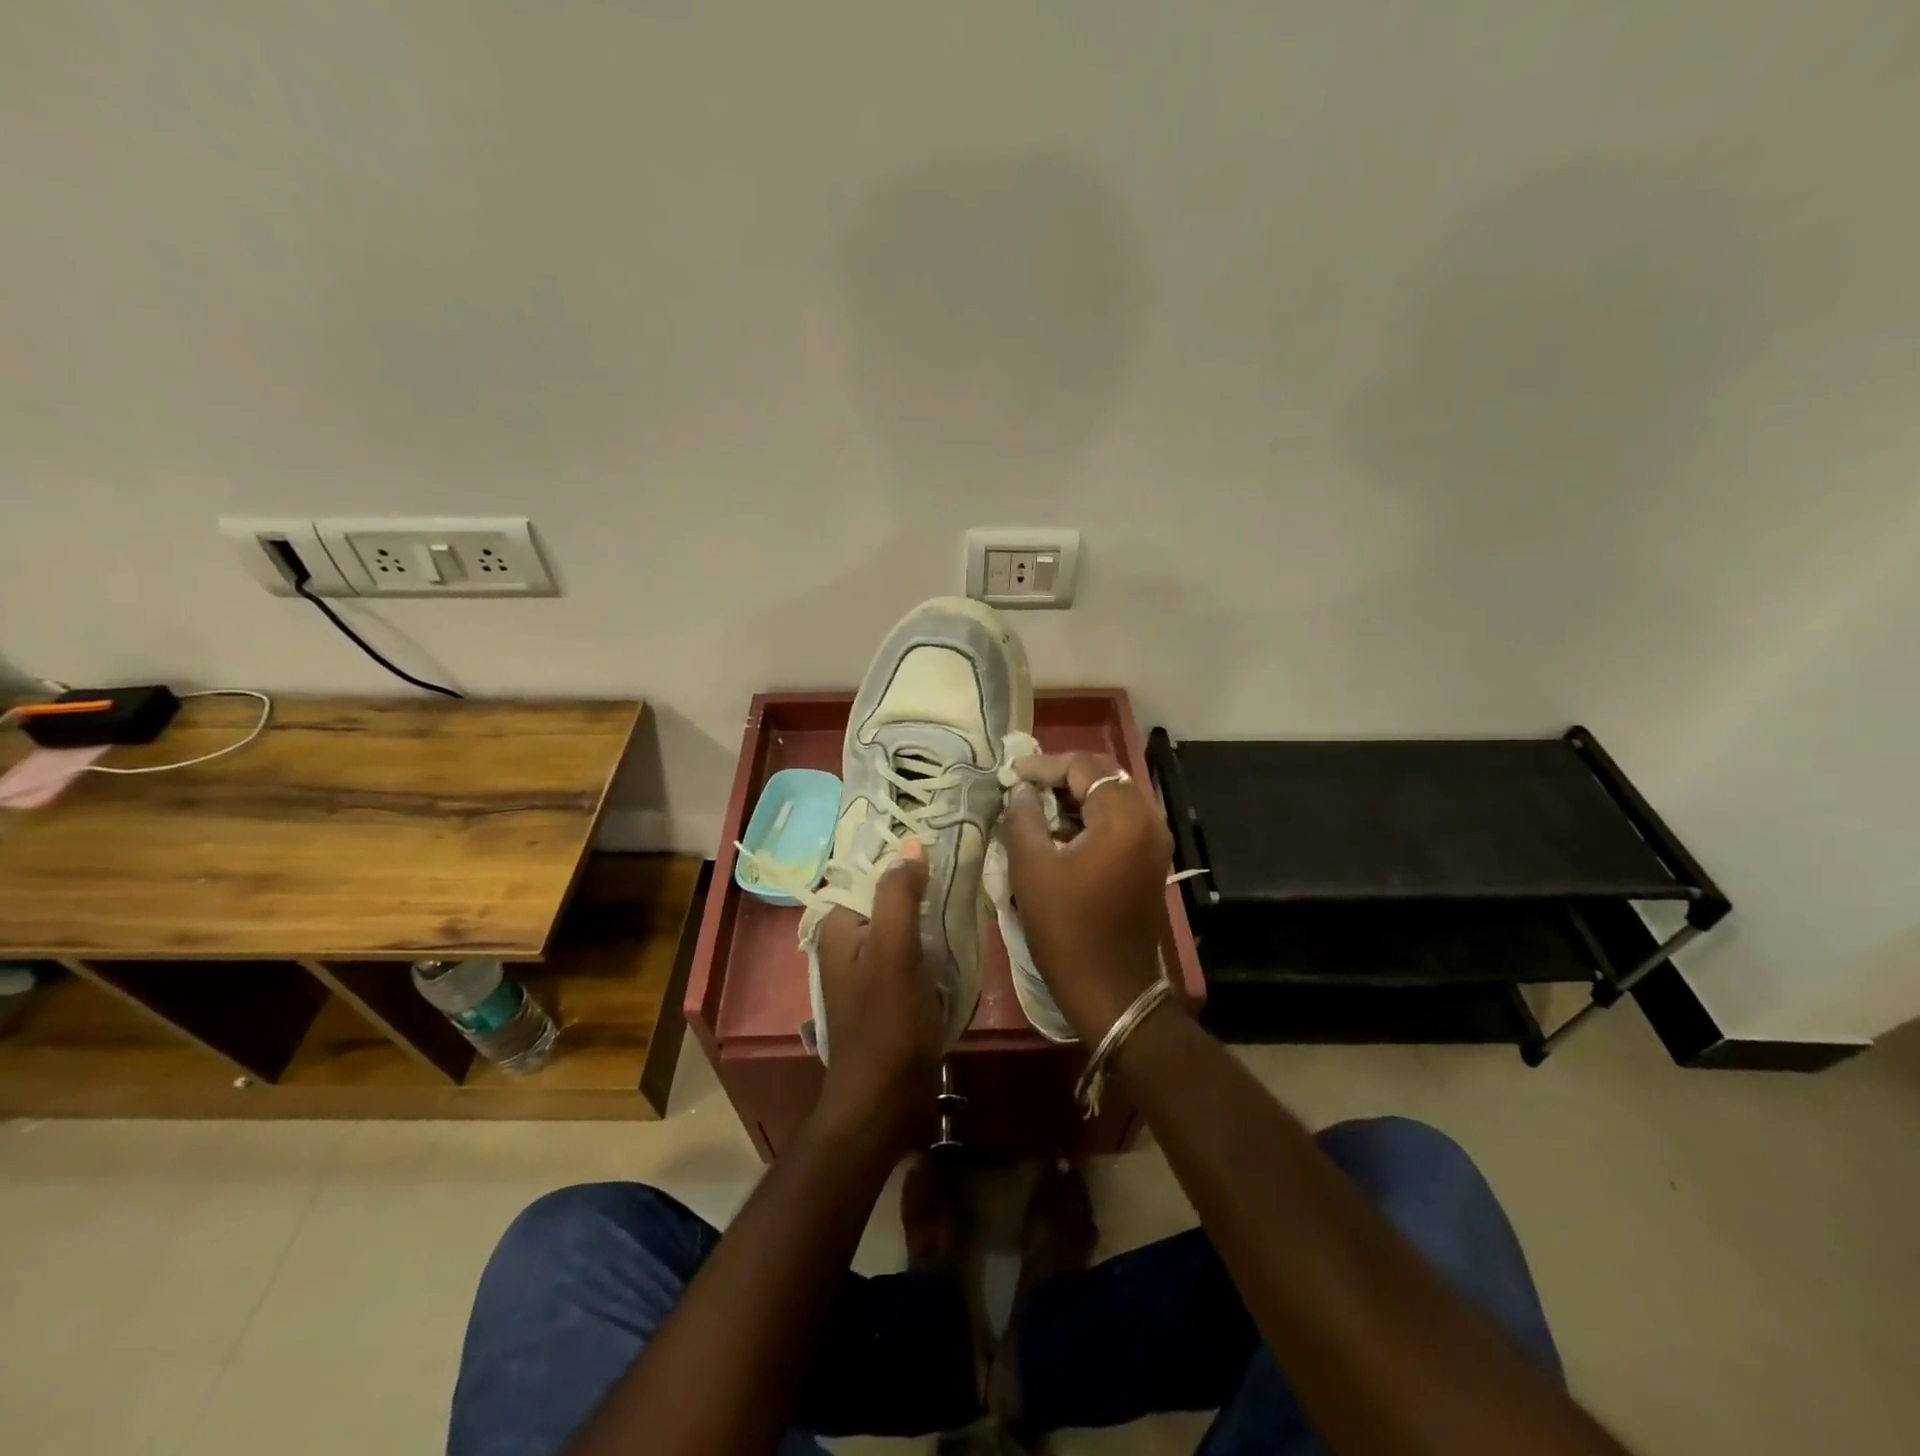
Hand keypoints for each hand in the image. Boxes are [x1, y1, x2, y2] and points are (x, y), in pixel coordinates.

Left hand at [812, 840, 943, 1135]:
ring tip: (967, 889)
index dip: (902, 854)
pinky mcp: (888, 988)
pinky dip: (931, 937)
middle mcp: (847, 940)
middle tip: (963, 862)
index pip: (868, 870)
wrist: (885, 1099)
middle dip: (920, 880)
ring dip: (929, 909)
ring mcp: (867, 966)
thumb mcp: (893, 951)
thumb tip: (910, 844)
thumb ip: (898, 896)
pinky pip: (910, 947)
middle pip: (886, 894)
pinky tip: (958, 931)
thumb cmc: (887, 1023)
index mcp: (838, 925)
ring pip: (902, 921)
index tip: (942, 838)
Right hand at [1000, 752, 1174, 1041]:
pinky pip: (1122, 822)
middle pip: (1105, 776)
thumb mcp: (1032, 869)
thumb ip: (1023, 818)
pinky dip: (1092, 817)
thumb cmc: (1068, 929)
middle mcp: (1149, 821)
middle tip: (1026, 784)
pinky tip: (1061, 831)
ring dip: (1078, 796)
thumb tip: (1023, 791)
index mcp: (1123, 818)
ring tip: (1038, 804)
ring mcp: (1155, 843)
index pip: (1085, 767)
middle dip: (1064, 775)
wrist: (1112, 991)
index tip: (1012, 774)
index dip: (1045, 765)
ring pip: (1115, 798)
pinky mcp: (1151, 862)